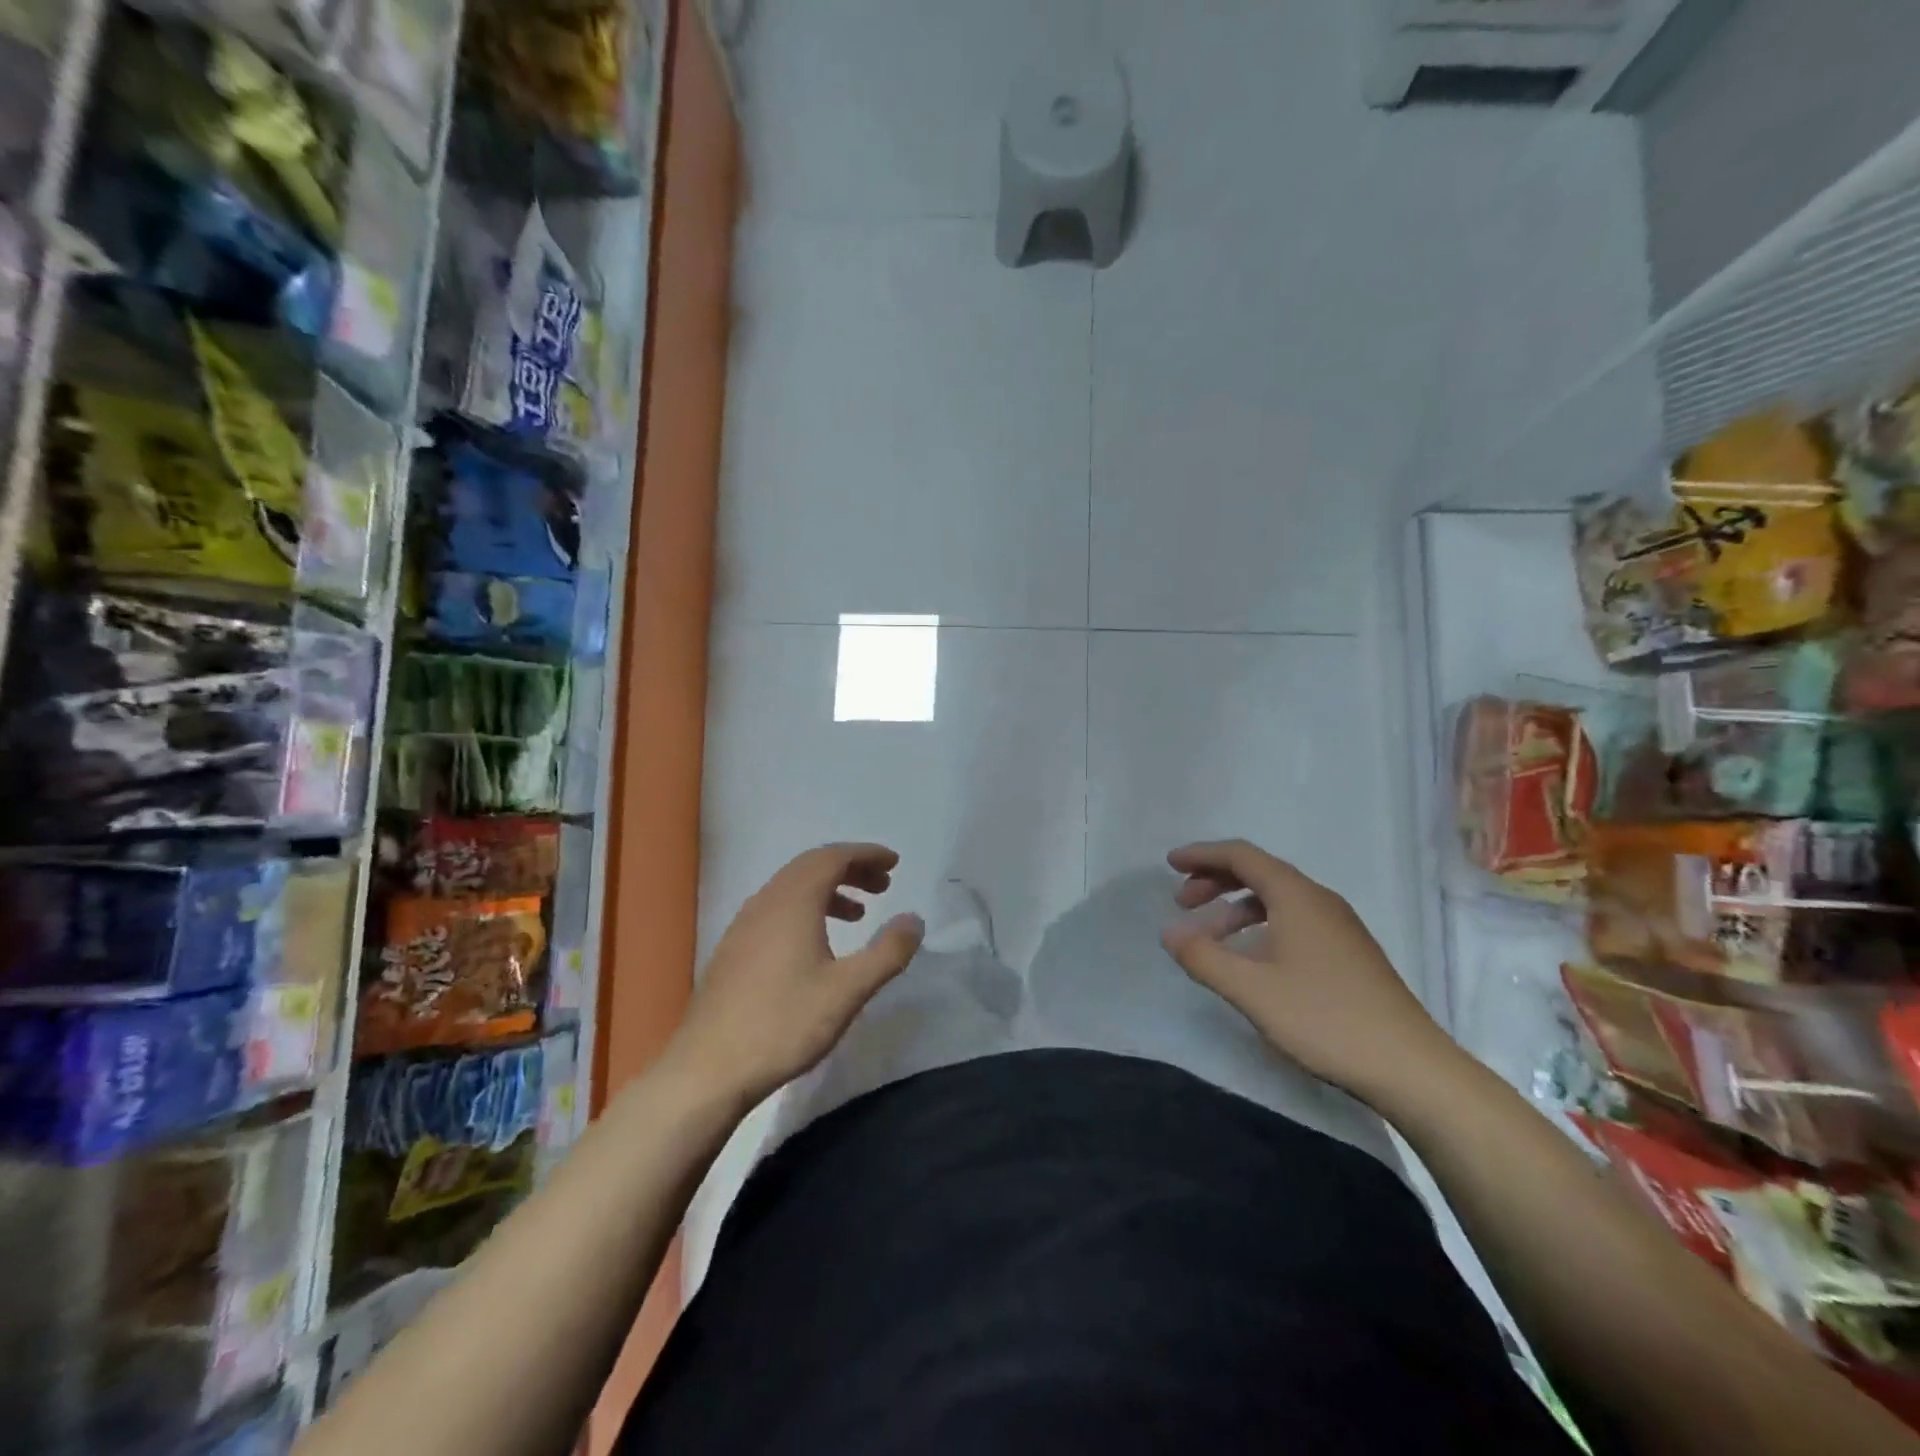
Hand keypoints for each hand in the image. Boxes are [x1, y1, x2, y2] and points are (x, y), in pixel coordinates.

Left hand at [666, 844, 925, 1106]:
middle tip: (882, 886)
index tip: (893, 863)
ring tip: (857, 915)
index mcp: (793, 901)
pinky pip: (776, 909)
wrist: (707, 1069)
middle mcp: (766, 902)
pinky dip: (806, 909)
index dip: (866, 855)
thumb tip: (914, 919)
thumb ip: (887, 952)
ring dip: (828, 890)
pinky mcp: (733, 949)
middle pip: (811, 866)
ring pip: (792, 888)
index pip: (833, 857)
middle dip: (850, 869)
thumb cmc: (783, 1024)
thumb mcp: (848, 990)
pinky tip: (816, 944)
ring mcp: (744, 925)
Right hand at [1160, 839, 1464, 1109]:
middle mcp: (1319, 900)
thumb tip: (1169, 933)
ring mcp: (1339, 926)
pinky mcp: (1349, 952)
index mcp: (1297, 896)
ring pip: (1277, 898)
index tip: (1170, 864)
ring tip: (1210, 936)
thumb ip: (1204, 957)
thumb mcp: (1251, 990)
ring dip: (1237, 907)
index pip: (1241, 856)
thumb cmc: (1325, 1019)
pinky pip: (1294, 919)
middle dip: (1215, 880)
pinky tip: (1252, 958)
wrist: (1411, 1068)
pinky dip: (1261, 925)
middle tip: (1182, 902)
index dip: (1202, 855)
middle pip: (1259, 872)